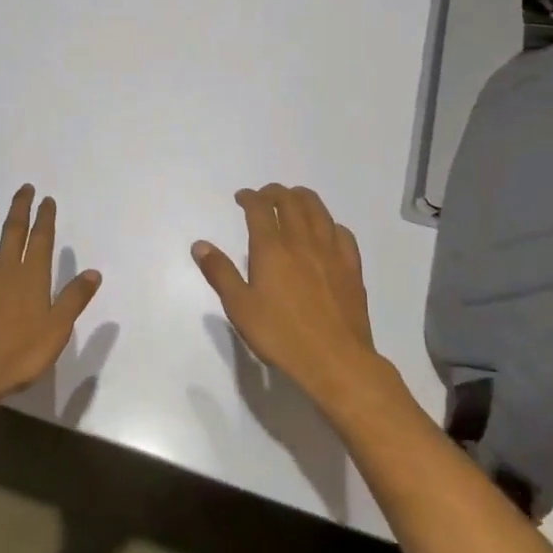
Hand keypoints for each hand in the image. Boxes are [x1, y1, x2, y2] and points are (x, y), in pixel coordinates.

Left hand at [0, 184, 102, 402]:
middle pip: (12, 232)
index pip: (41, 240)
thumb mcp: (57, 330)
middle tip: (23, 189)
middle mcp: (4, 270)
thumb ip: (74, 299)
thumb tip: (93, 272)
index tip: (46, 199)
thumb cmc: (19, 354)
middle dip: (19, 209)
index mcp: (31, 278)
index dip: (44, 218)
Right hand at [192, 184, 382, 403]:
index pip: (260, 208)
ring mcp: (331, 253)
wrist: (335, 361)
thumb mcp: (239, 307)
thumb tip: (199, 245)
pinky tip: (326, 230)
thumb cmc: (281, 335)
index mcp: (272, 248)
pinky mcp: (352, 268)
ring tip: (293, 200)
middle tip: (264, 195)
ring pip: (319, 211)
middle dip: (275, 192)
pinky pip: (342, 233)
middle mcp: (302, 241)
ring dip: (303, 198)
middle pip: (291, 202)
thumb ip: (220, 272)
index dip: (250, 197)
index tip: (241, 197)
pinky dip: (329, 223)